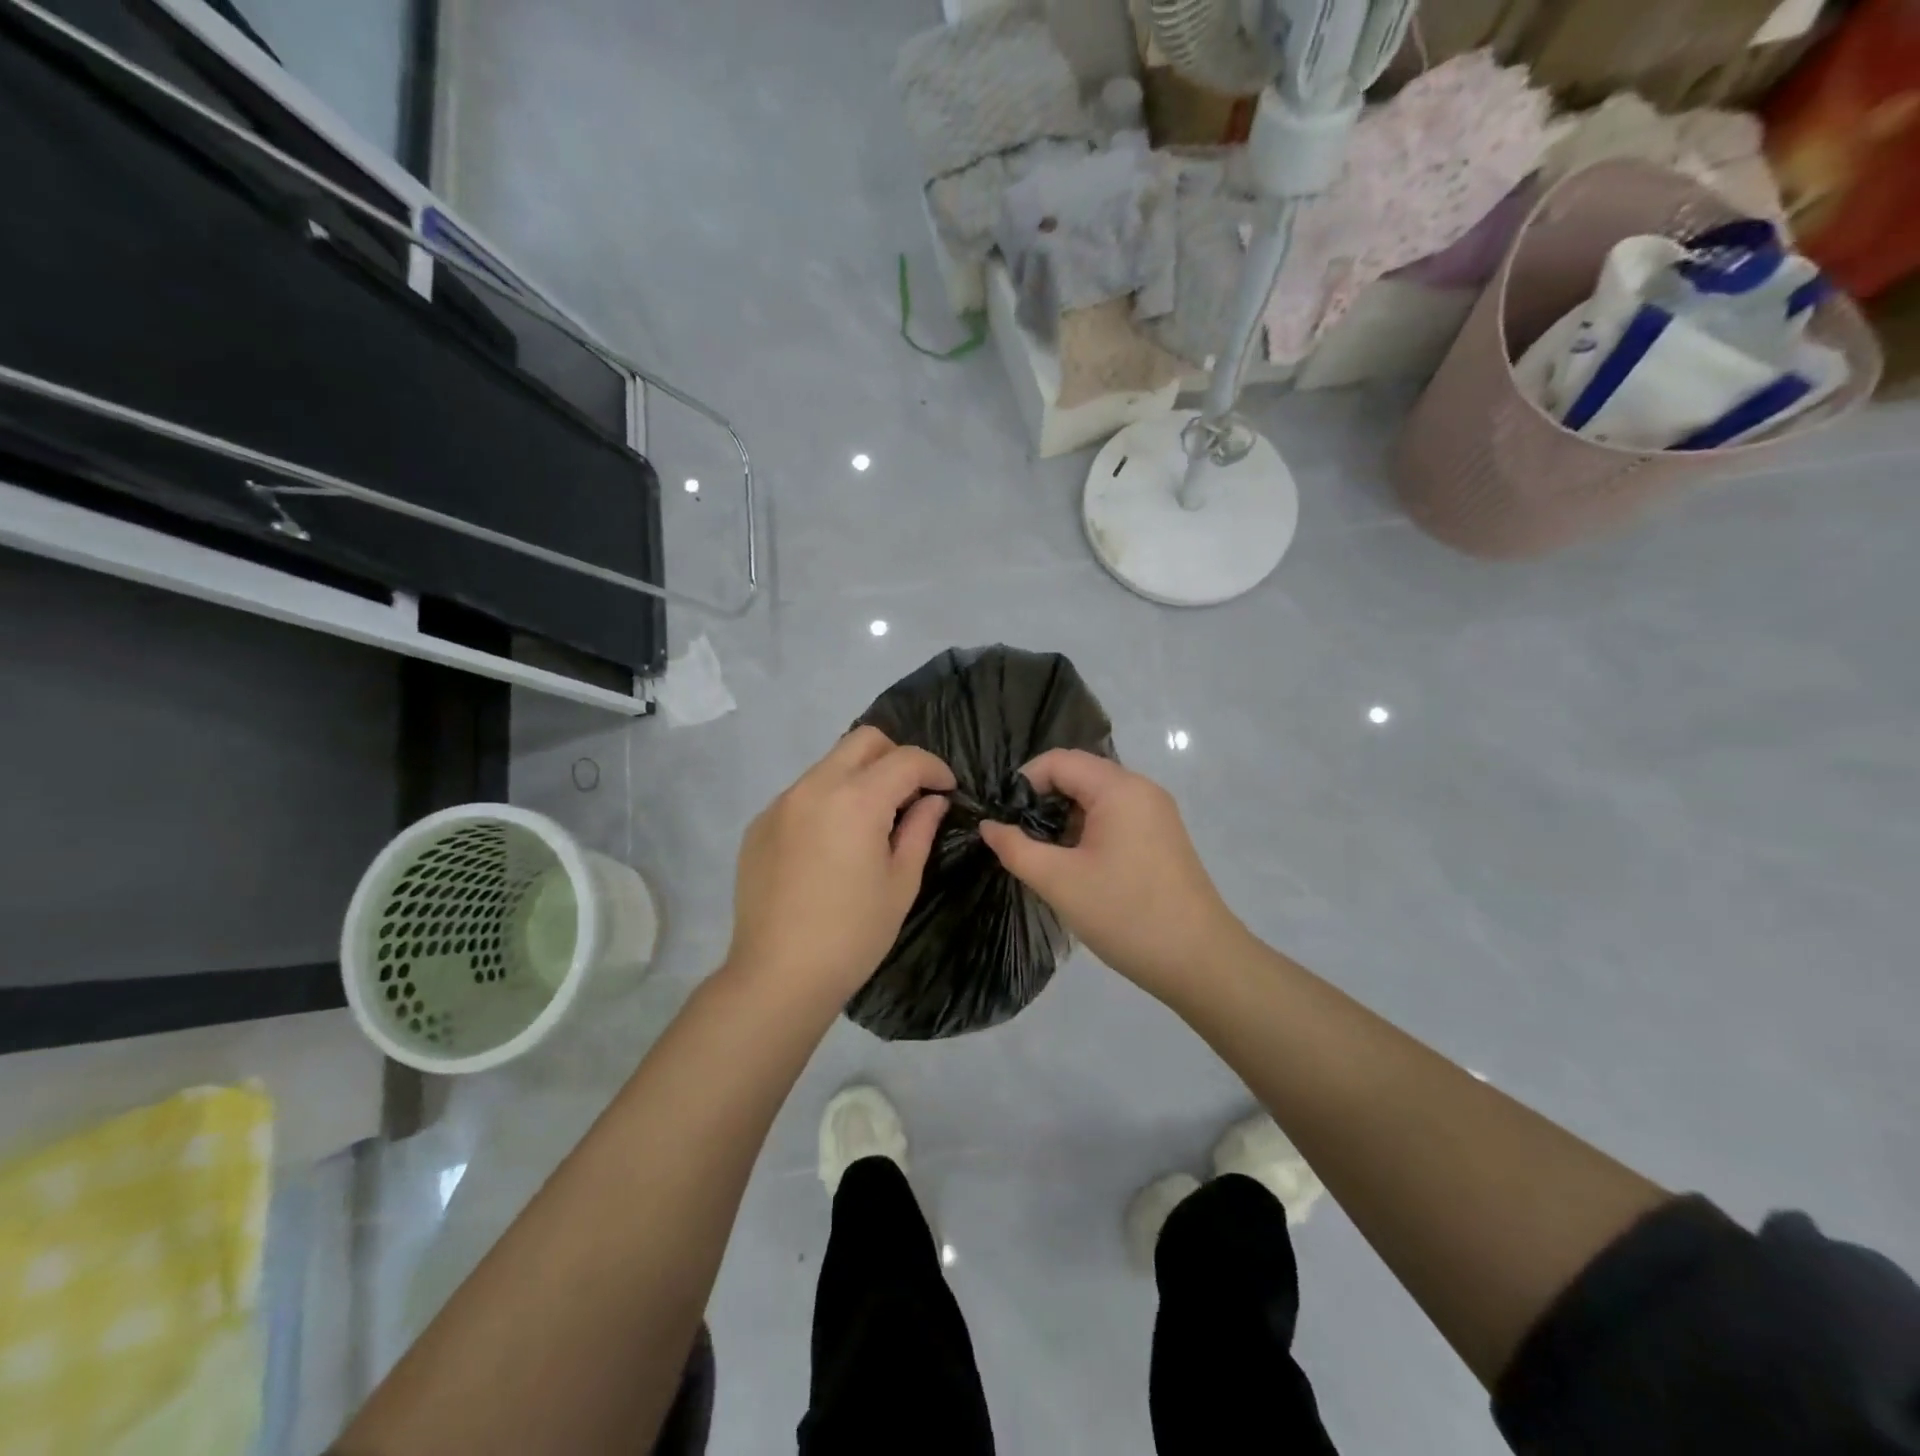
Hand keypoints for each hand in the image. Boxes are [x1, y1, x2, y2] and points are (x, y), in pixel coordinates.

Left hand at [726, 727, 953, 1007]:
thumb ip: (919, 829)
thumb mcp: (901, 882)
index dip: (934, 768)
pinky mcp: (759, 824)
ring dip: (859, 777)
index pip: (905, 759)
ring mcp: (781, 803)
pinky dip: (827, 800)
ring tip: (871, 819)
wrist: (778, 975)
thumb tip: (932, 800)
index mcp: (856, 800)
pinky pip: (802, 793)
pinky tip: (831, 843)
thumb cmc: (853, 934)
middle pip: (863, 740)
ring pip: (829, 764)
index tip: (948, 789)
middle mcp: (814, 787)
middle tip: (911, 792)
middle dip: (895, 756)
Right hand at [978, 750, 1244, 999]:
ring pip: (1097, 797)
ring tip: (1044, 855)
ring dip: (1065, 817)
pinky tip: (1077, 865)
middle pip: (1079, 774)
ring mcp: (1156, 813)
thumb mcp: (1059, 882)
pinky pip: (1116, 816)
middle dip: (1043, 800)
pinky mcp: (1162, 836)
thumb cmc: (1125, 914)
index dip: (1024, 782)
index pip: (1059, 761)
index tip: (1004, 818)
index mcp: (1119, 788)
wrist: (1200, 961)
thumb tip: (989, 826)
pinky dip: (1089, 830)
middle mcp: (1141, 789)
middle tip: (1019, 837)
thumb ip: (1016, 848)